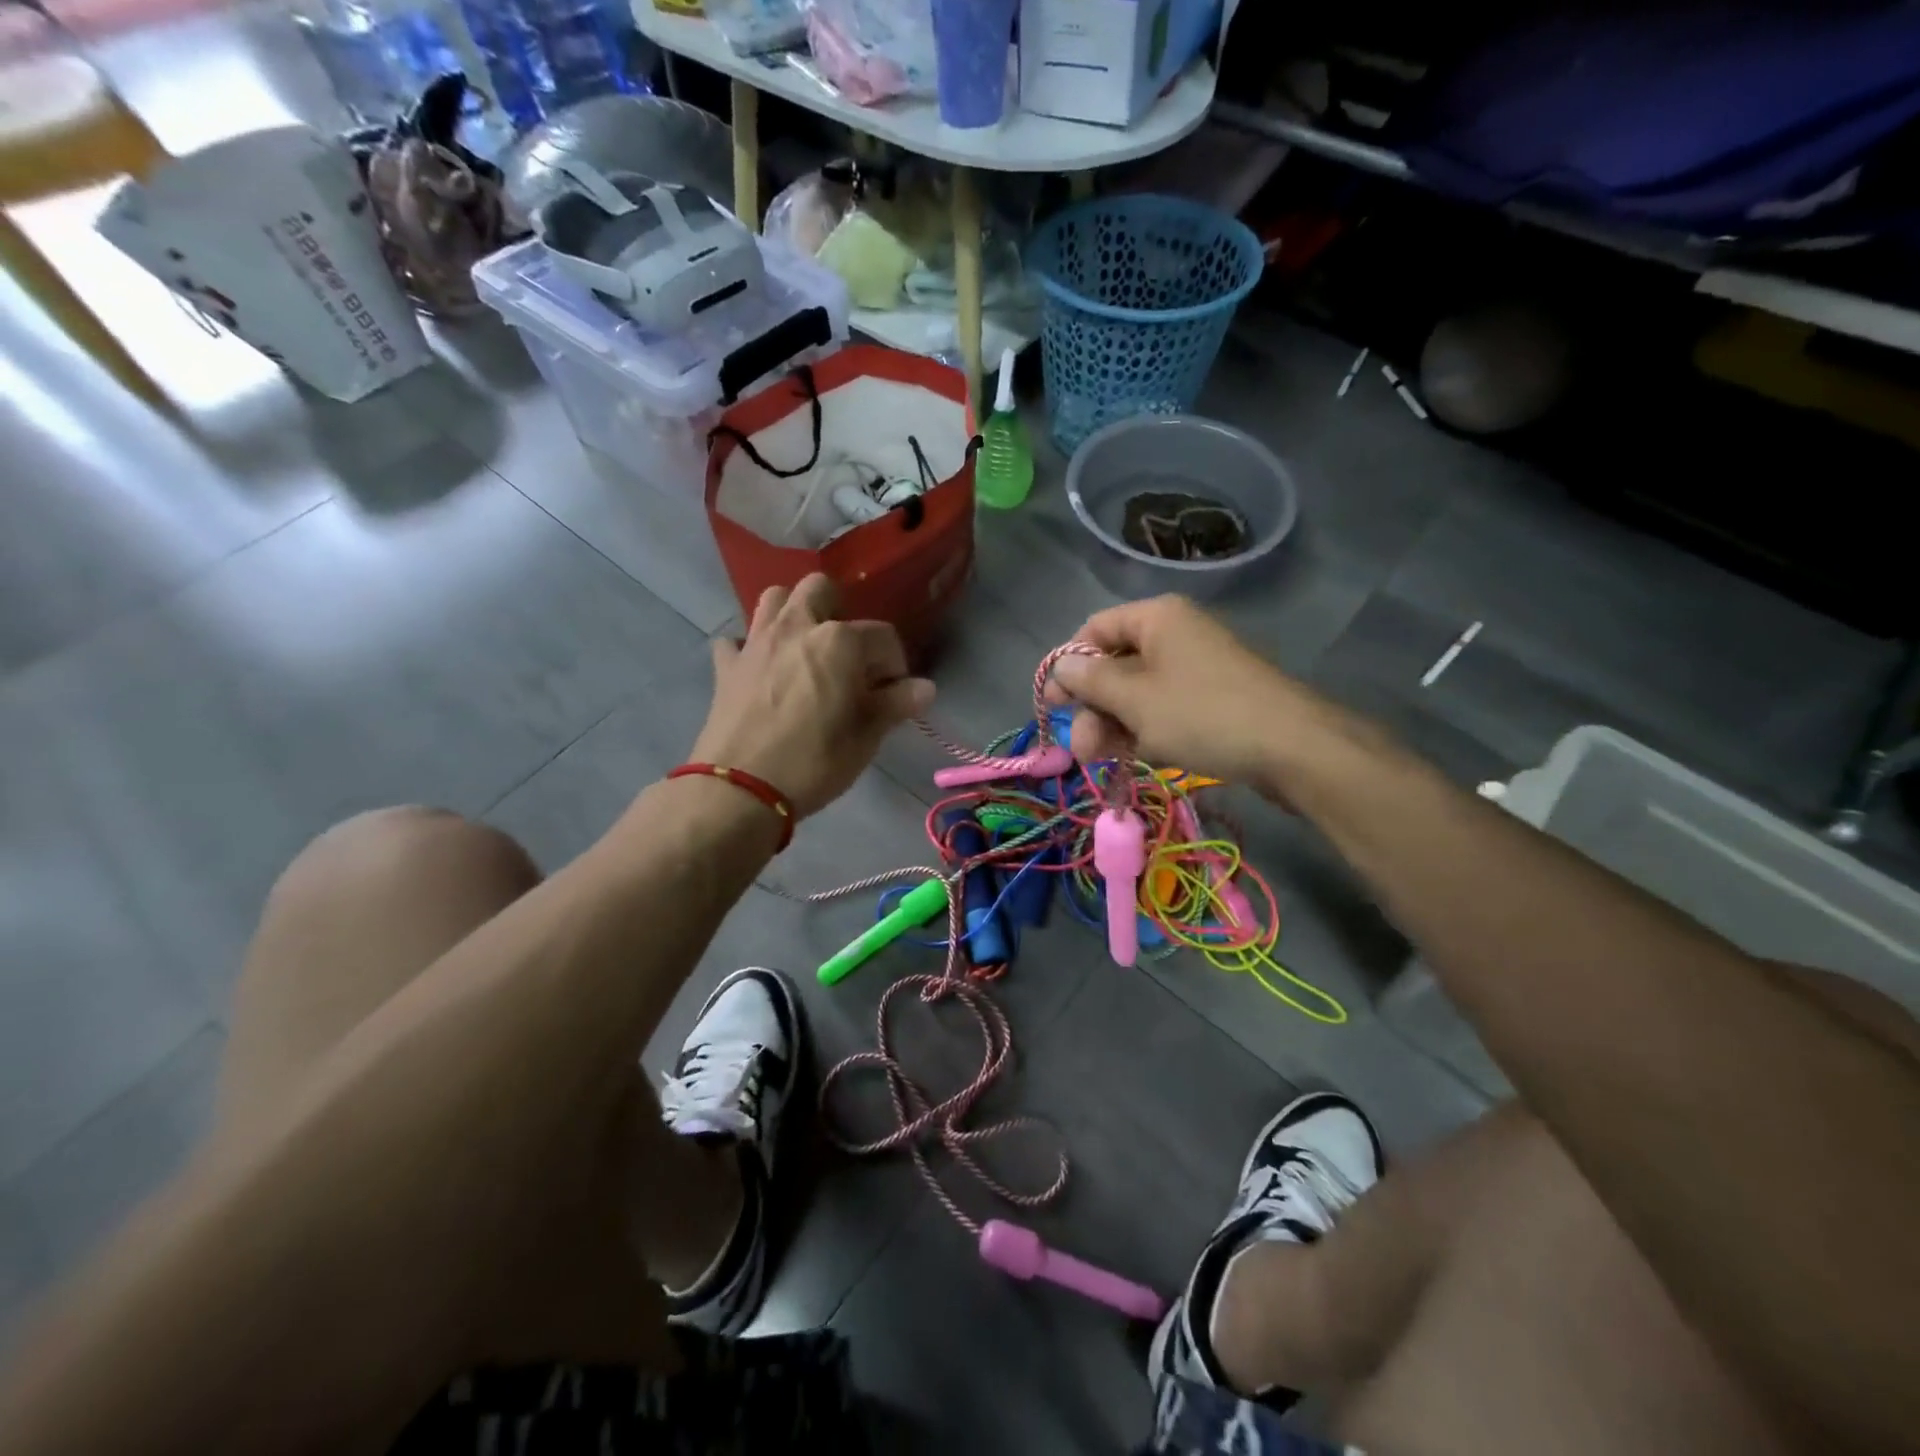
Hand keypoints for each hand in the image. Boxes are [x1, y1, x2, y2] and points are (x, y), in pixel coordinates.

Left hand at [691, 574, 933, 820]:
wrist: (740, 789)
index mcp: (839, 641)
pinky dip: (750, 649)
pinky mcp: (726, 666)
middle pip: (820, 589)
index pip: (882, 636)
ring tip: (805, 649)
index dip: (894, 664)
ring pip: (775, 599)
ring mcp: (756, 642)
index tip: (893, 694)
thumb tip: (925, 688)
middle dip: (839, 611)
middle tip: (846, 655)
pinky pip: (737, 640)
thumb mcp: (865, 738)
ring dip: (793, 614)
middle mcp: (797, 627)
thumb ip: (895, 705)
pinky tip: (760, 670)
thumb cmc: (814, 762)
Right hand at [1048, 596, 1357, 794]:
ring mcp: (1195, 668)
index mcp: (1156, 618)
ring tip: (1101, 761)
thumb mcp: (1134, 699)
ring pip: (1137, 693)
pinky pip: (1163, 709)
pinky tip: (1133, 757)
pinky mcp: (1211, 700)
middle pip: (1114, 665)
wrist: (1292, 748)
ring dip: (1113, 725)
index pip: (1094, 629)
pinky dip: (1143, 730)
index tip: (1054, 706)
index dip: (1069, 666)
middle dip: (1092, 708)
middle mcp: (1175, 635)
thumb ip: (1090, 681)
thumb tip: (1060, 667)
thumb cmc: (1202, 714)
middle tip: (1082, 750)